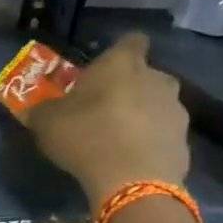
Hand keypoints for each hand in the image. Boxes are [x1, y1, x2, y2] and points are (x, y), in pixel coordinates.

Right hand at [27, 33, 189, 205]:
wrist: (132, 181)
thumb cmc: (86, 136)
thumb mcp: (47, 122)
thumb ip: (43, 111)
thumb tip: (38, 110)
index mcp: (122, 64)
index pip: (131, 41)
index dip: (120, 52)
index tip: (105, 68)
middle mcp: (156, 79)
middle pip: (146, 75)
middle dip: (130, 87)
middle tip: (105, 108)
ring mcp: (176, 110)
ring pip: (157, 105)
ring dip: (143, 115)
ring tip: (119, 138)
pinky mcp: (184, 142)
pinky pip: (163, 136)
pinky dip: (150, 143)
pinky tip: (131, 160)